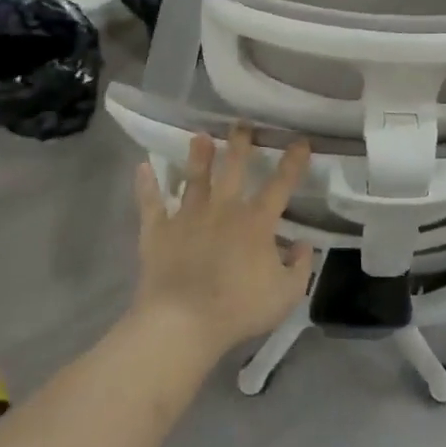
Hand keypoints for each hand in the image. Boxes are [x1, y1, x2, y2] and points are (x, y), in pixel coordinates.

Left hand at [132, 123, 314, 359]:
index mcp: (256, 223)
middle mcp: (223, 209)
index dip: (293, 162)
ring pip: (194, 178)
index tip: (300, 141)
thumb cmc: (238, 309)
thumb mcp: (286, 295)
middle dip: (240, 144)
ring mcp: (187, 217)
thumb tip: (303, 244)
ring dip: (198, 156)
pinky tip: (142, 167)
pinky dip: (146, 185)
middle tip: (242, 124)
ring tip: (199, 136)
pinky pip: (151, 203)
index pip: (280, 185)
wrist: (182, 322)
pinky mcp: (158, 230)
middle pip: (233, 169)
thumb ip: (300, 266)